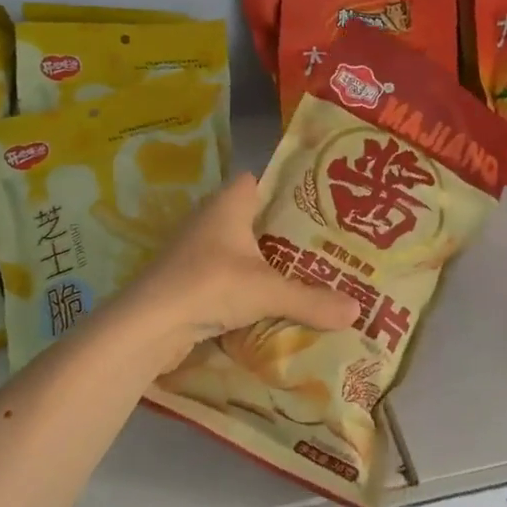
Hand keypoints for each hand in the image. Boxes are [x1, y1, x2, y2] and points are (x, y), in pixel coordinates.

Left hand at [113, 174, 355, 374]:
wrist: (148, 325)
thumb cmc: (210, 285)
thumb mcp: (268, 292)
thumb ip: (312, 300)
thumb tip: (358, 310)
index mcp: (228, 204)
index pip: (258, 181)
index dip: (284, 189)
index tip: (317, 206)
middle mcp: (209, 220)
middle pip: (251, 218)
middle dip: (281, 232)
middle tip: (321, 246)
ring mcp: (194, 251)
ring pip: (237, 249)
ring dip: (262, 262)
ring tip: (303, 275)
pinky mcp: (186, 280)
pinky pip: (224, 275)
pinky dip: (244, 285)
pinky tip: (268, 303)